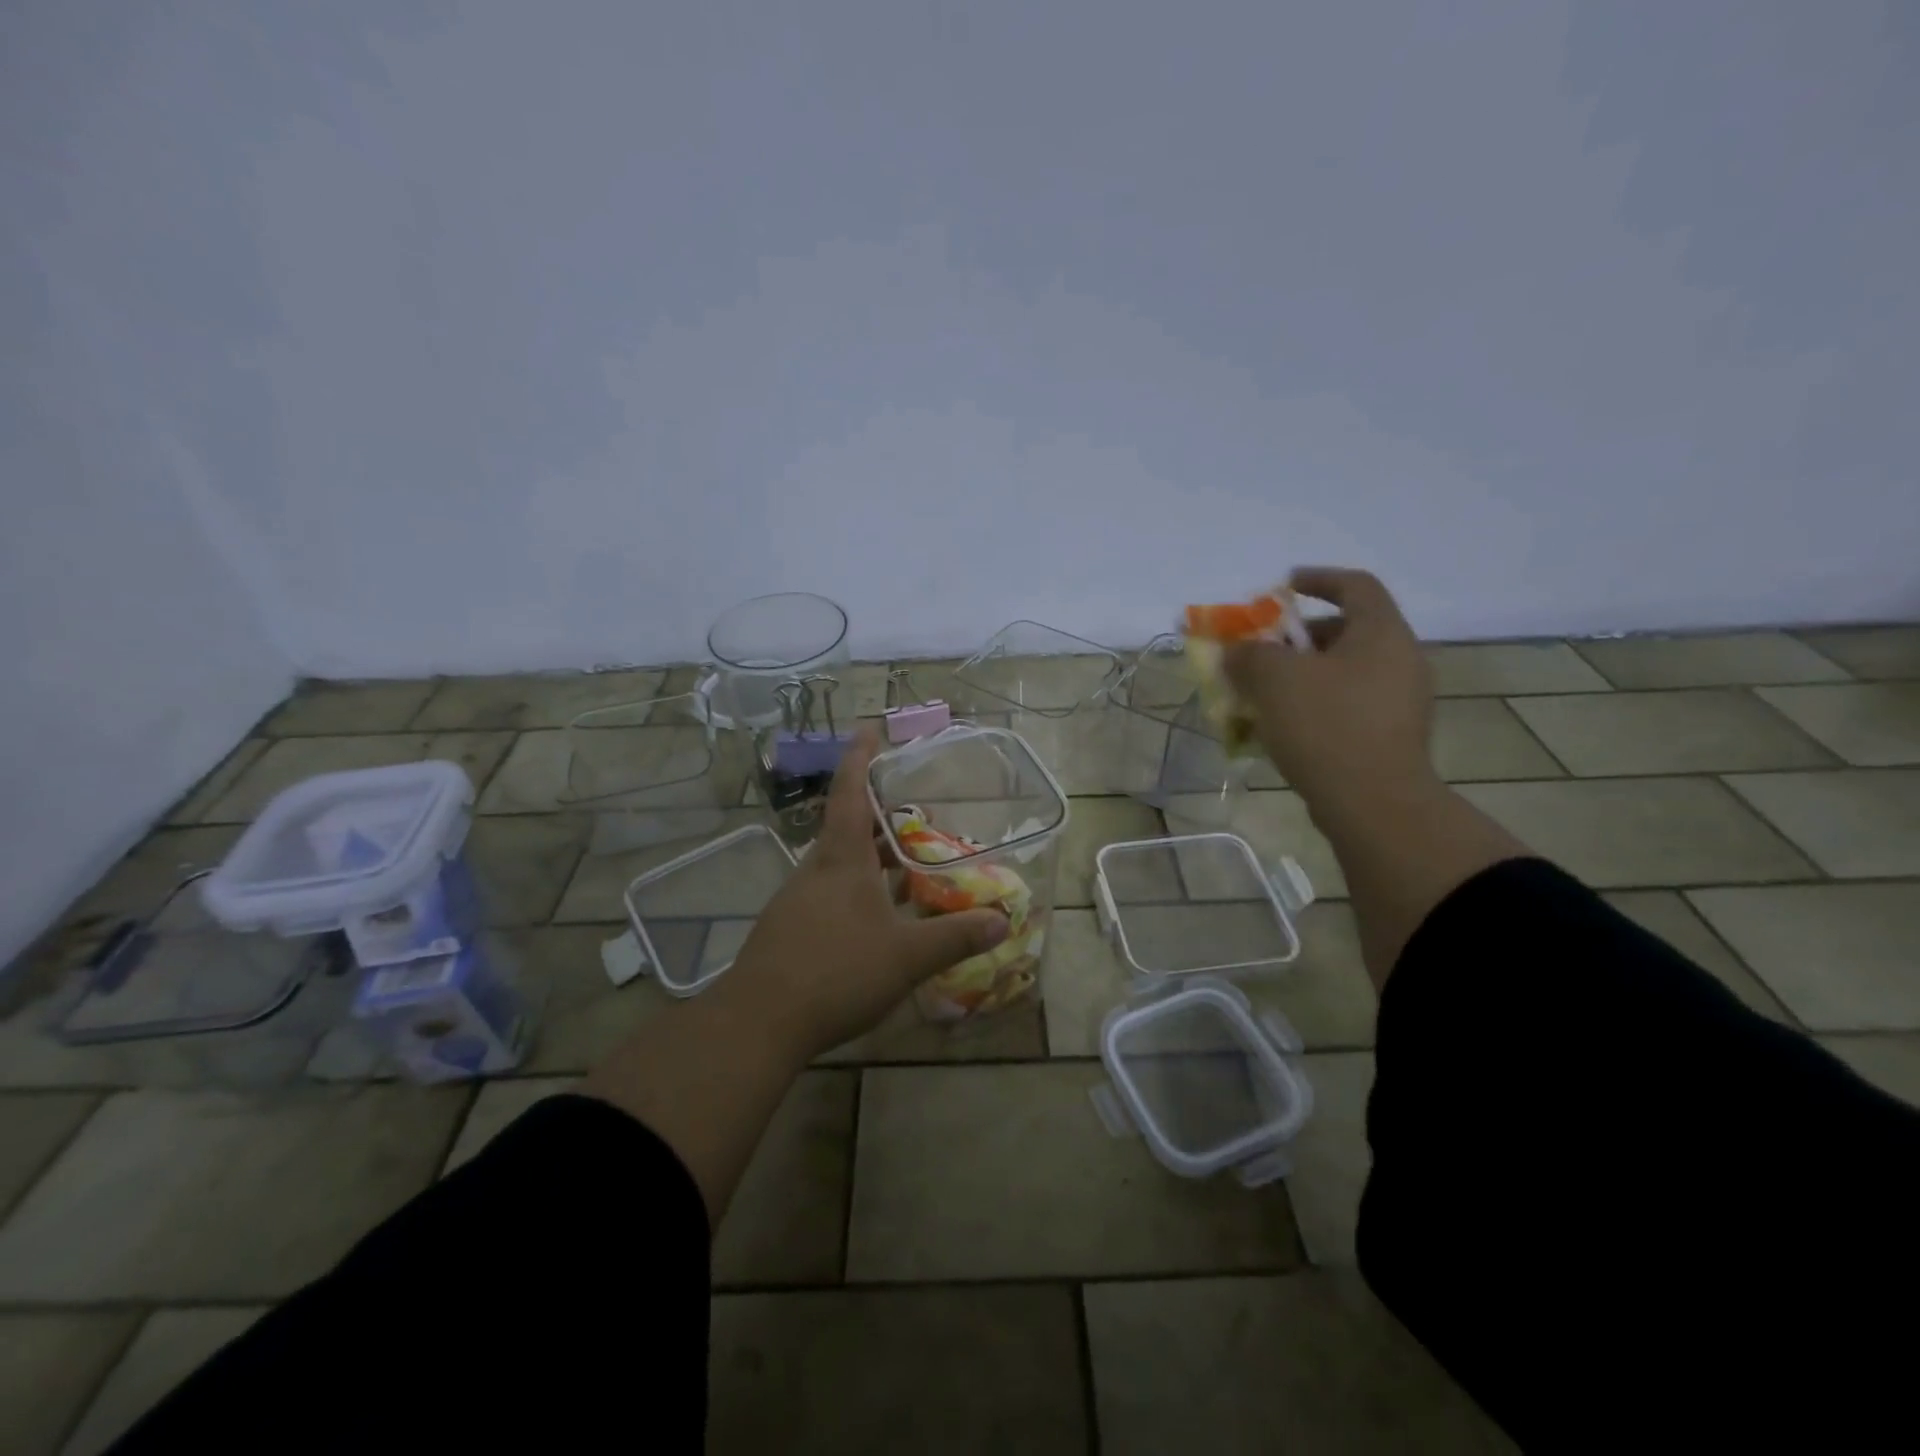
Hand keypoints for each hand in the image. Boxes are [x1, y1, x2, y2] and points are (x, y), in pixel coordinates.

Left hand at [716, 727, 1010, 1060]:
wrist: (758, 1022)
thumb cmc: (836, 972)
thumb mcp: (906, 956)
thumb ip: (955, 936)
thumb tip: (1002, 918)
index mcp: (842, 860)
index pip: (850, 793)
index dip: (860, 758)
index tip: (868, 729)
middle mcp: (815, 870)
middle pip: (846, 828)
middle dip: (878, 817)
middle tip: (913, 816)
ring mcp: (796, 900)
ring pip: (837, 865)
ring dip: (869, 860)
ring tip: (902, 869)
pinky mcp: (787, 929)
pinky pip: (827, 895)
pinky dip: (855, 892)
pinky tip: (874, 921)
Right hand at [1224, 567, 1437, 813]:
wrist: (1374, 805)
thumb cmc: (1326, 726)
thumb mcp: (1274, 679)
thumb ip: (1249, 654)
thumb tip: (1237, 651)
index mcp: (1382, 634)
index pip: (1356, 585)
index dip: (1317, 579)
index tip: (1283, 587)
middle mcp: (1400, 661)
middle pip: (1344, 632)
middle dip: (1296, 638)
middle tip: (1260, 652)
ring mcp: (1400, 703)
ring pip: (1341, 674)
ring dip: (1299, 676)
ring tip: (1260, 694)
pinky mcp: (1390, 738)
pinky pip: (1345, 707)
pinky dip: (1312, 707)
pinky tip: (1280, 728)